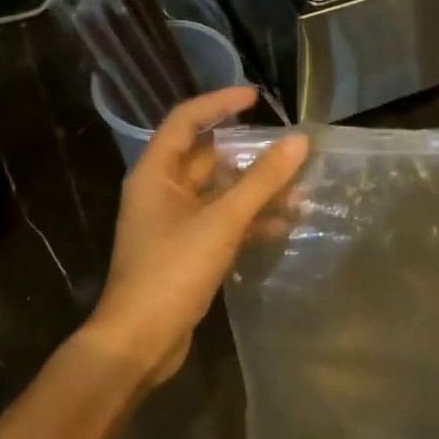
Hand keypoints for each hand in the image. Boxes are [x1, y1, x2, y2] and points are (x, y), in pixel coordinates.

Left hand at [80, 88, 308, 388]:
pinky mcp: (186, 250)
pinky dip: (248, 221)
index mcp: (156, 173)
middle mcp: (162, 192)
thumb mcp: (222, 221)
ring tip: (298, 190)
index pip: (187, 120)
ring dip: (255, 191)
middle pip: (208, 158)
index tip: (257, 98)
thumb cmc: (173, 270)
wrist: (140, 340)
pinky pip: (221, 222)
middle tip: (289, 150)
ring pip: (219, 193)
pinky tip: (282, 226)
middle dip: (249, 154)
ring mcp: (173, 223)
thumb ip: (262, 181)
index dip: (220, 103)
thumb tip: (299, 142)